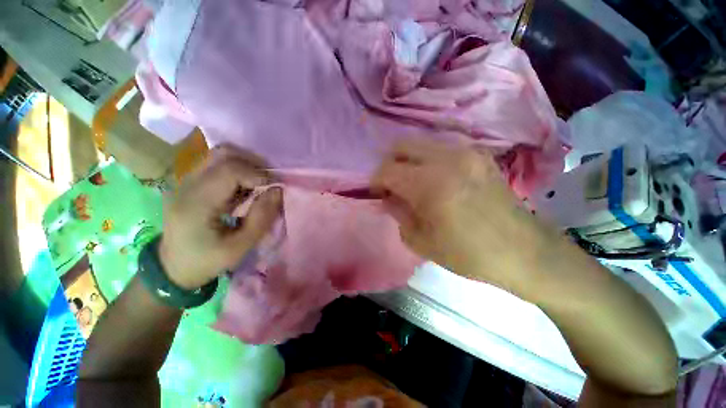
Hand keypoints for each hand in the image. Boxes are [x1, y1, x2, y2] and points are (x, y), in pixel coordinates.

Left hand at [159, 145, 281, 289]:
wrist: (172, 268)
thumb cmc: (206, 261)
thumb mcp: (240, 247)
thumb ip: (261, 218)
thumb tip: (278, 191)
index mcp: (196, 203)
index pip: (230, 170)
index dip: (258, 174)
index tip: (275, 188)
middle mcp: (187, 185)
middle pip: (223, 154)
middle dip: (254, 164)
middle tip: (269, 181)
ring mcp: (186, 181)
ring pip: (220, 155)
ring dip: (246, 164)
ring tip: (259, 182)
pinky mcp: (191, 183)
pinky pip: (217, 164)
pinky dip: (238, 169)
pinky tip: (245, 187)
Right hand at [372, 140, 552, 292]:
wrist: (522, 250)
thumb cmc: (468, 253)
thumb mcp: (421, 242)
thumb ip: (398, 213)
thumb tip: (388, 197)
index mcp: (430, 186)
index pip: (388, 170)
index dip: (376, 181)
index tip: (379, 194)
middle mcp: (447, 159)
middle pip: (401, 146)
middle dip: (390, 164)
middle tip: (394, 185)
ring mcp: (465, 152)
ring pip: (420, 143)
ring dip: (409, 161)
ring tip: (414, 183)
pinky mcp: (478, 153)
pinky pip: (441, 148)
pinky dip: (428, 160)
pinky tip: (436, 179)